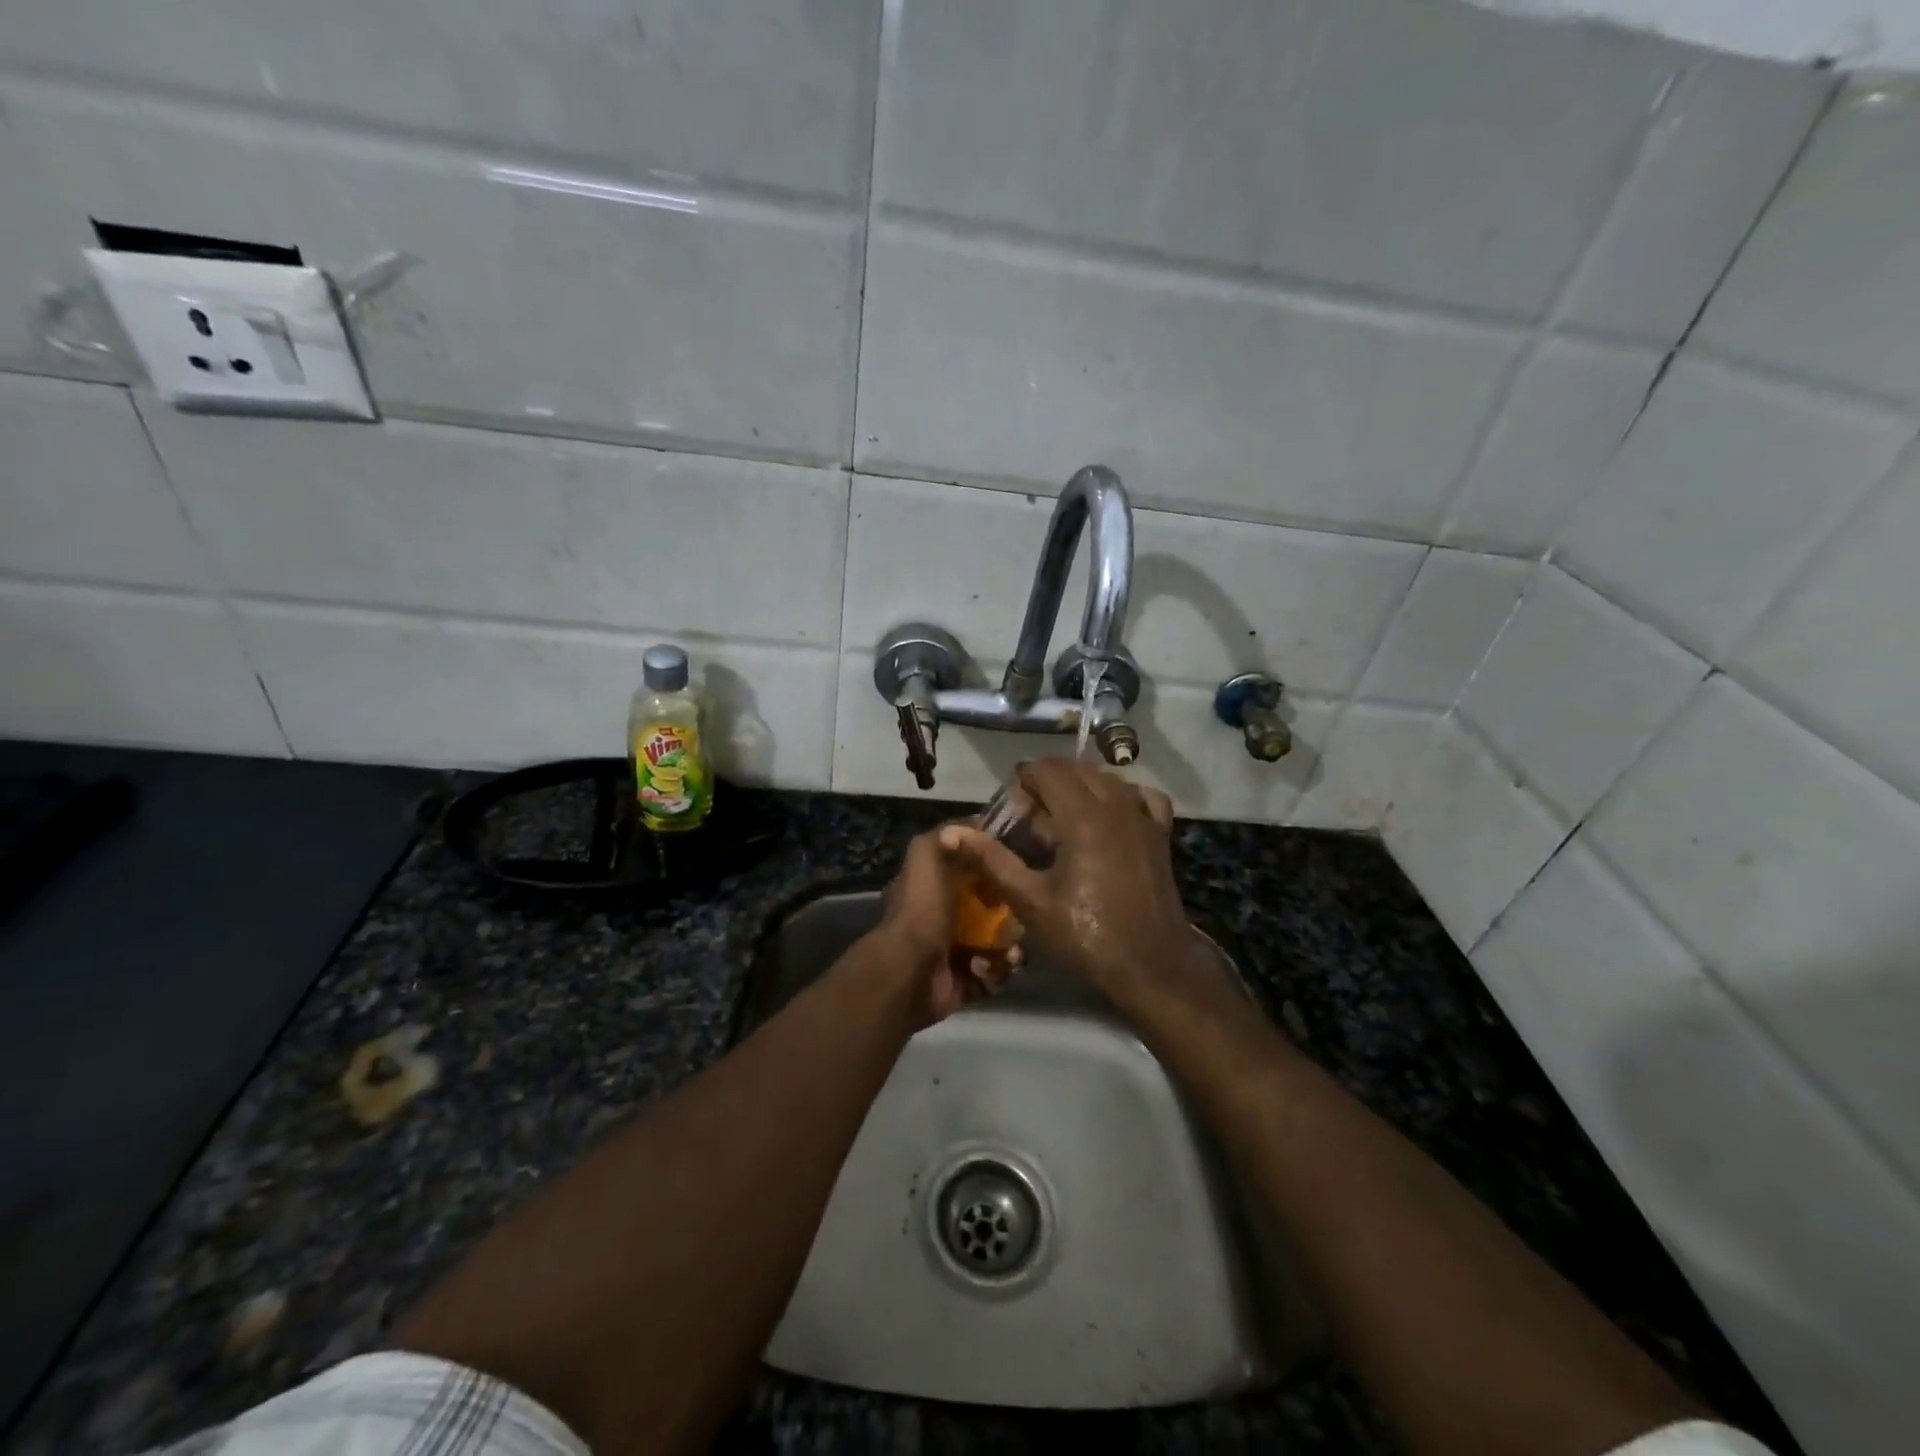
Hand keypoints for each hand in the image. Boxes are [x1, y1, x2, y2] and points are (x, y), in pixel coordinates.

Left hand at [872, 827, 1022, 1026]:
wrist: (910, 971)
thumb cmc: (922, 909)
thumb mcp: (928, 854)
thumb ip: (948, 834)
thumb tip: (978, 822)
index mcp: (935, 886)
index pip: (974, 870)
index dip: (996, 867)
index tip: (1020, 865)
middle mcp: (945, 916)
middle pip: (994, 907)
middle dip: (1013, 910)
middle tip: (1025, 912)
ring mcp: (956, 950)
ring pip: (1001, 941)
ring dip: (1011, 944)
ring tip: (1013, 948)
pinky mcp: (967, 980)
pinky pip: (997, 972)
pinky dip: (1001, 969)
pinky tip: (1000, 965)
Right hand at [939, 762, 1208, 1008]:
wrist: (1151, 965)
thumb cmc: (1086, 935)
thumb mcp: (1031, 902)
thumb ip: (993, 860)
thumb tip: (952, 832)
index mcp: (1082, 816)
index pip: (1046, 770)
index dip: (1022, 783)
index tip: (1012, 814)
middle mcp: (1115, 804)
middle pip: (1075, 768)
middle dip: (1048, 783)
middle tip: (1031, 821)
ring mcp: (1143, 817)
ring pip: (1107, 778)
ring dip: (1080, 786)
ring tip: (1063, 822)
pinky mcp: (1160, 833)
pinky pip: (1142, 795)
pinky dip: (1122, 795)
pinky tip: (1110, 817)